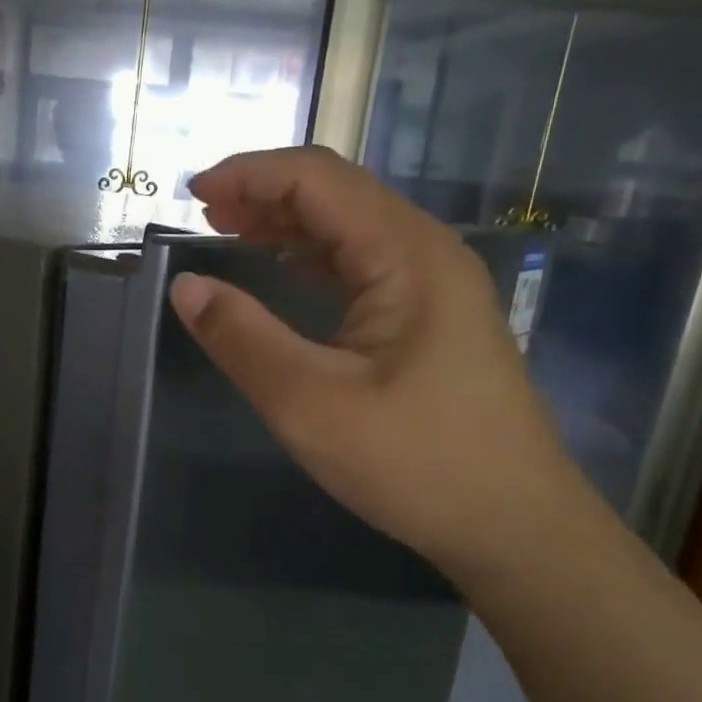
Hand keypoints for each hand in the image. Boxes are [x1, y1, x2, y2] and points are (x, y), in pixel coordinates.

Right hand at [169, 147, 585, 577]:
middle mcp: (427, 252)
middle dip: (266, 193)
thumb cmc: (416, 463)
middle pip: (337, 193)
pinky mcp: (431, 317)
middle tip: (203, 216)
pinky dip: (312, 257)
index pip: (319, 179)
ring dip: (288, 223)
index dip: (250, 174)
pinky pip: (363, 263)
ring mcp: (435, 284)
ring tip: (230, 234)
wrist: (516, 527)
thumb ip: (242, 338)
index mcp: (407, 255)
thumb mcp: (310, 403)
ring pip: (350, 227)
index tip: (191, 194)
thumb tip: (185, 286)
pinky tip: (283, 274)